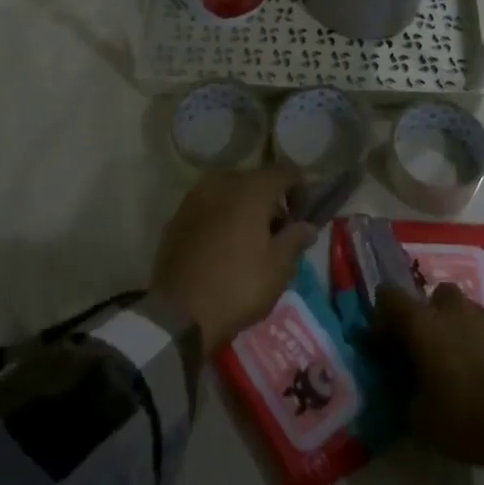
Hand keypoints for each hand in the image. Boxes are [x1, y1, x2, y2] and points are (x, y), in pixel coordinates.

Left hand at [151, 168, 317, 350]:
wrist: (178, 312)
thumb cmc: (238, 285)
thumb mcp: (279, 267)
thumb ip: (296, 239)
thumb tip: (307, 226)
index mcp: (251, 187)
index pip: (285, 172)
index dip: (301, 190)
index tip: (303, 218)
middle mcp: (221, 182)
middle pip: (255, 182)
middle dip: (270, 203)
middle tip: (277, 235)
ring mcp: (194, 198)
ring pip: (229, 194)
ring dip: (244, 210)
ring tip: (250, 243)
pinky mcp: (176, 218)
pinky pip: (208, 209)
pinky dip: (221, 220)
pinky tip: (223, 249)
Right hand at [374, 283, 483, 484]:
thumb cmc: (466, 420)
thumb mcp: (419, 417)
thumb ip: (405, 388)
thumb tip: (407, 380)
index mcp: (422, 323)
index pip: (388, 296)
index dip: (383, 318)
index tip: (385, 345)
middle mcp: (450, 309)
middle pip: (430, 298)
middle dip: (425, 319)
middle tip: (425, 352)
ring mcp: (483, 316)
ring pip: (459, 310)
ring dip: (453, 328)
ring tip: (457, 363)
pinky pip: (483, 327)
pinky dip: (477, 341)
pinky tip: (483, 371)